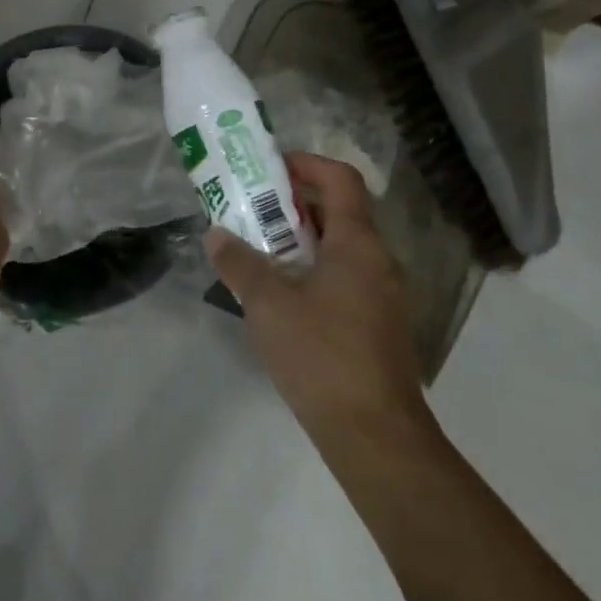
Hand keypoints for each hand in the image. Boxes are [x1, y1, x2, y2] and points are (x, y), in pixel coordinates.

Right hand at [205, 151, 425, 434]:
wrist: (376, 437)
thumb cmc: (322, 355)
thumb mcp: (268, 305)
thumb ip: (239, 264)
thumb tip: (216, 234)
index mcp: (358, 243)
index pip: (341, 178)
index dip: (307, 164)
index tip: (270, 170)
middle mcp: (378, 260)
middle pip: (340, 211)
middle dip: (295, 204)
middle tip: (255, 211)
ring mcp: (384, 295)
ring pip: (342, 248)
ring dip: (303, 241)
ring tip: (261, 252)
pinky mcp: (380, 326)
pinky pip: (346, 278)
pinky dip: (315, 271)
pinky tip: (284, 299)